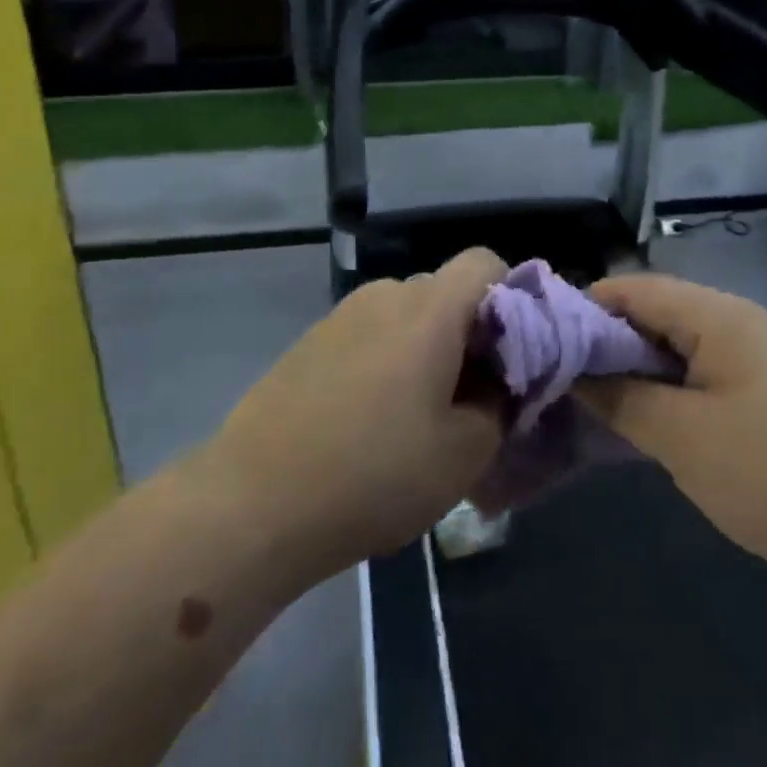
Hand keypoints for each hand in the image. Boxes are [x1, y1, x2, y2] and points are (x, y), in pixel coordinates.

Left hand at [206, 248, 506, 582]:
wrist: (253, 503)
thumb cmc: (374, 474)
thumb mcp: (464, 453)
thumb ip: (501, 404)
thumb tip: (500, 382)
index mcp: (428, 309)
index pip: (485, 262)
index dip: (513, 297)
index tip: (513, 356)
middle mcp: (384, 295)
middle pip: (446, 292)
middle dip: (470, 334)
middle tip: (472, 398)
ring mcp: (340, 316)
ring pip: (407, 317)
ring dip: (427, 351)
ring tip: (419, 416)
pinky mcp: (309, 342)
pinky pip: (369, 335)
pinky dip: (388, 362)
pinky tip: (370, 421)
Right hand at [579, 274, 766, 580]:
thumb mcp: (679, 435)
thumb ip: (619, 395)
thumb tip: (573, 370)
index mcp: (717, 315)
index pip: (634, 288)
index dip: (585, 307)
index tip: (545, 341)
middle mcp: (737, 320)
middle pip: (655, 311)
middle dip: (607, 340)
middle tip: (564, 376)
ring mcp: (756, 354)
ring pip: (677, 343)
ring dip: (635, 366)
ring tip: (595, 398)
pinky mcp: (766, 388)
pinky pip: (700, 370)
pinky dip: (666, 384)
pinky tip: (645, 417)